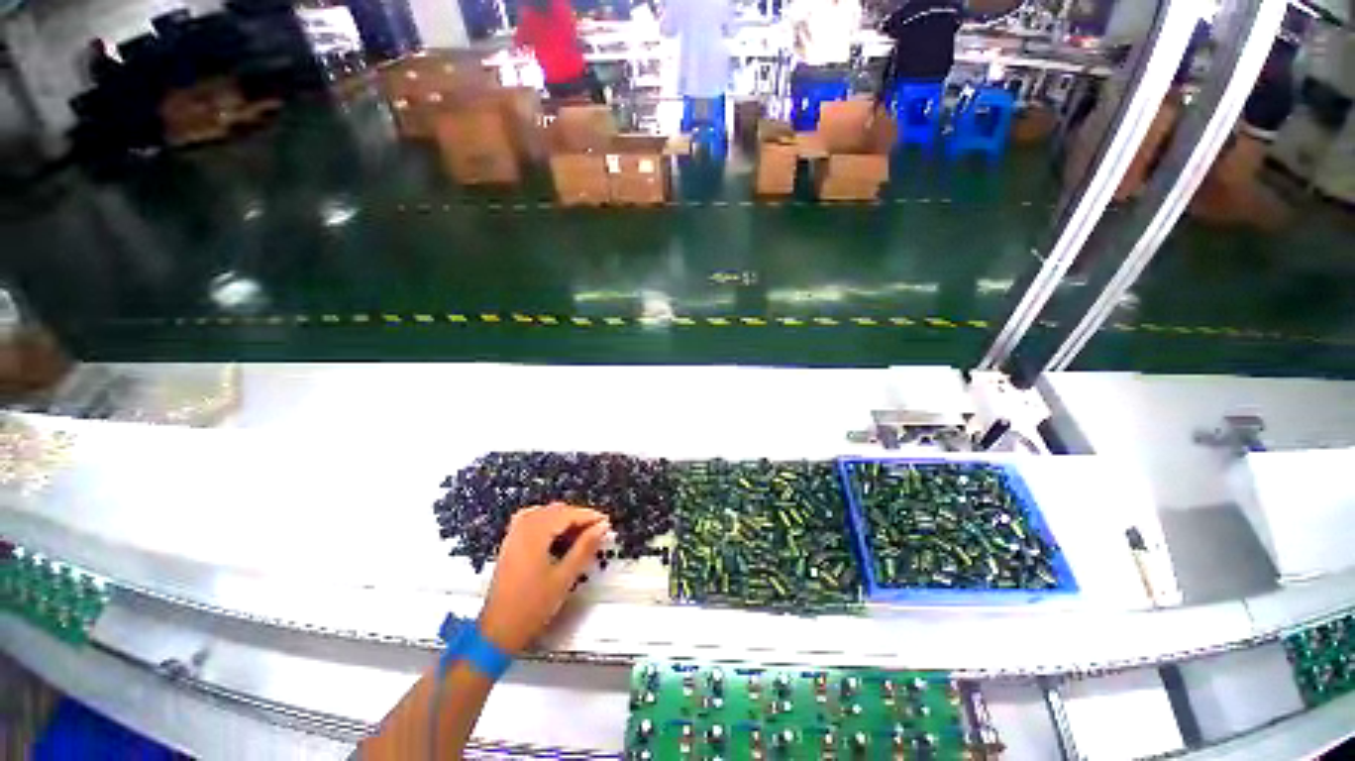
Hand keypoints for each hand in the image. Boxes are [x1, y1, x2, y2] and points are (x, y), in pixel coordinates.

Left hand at [477, 503, 609, 654]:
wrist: (498, 630)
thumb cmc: (531, 607)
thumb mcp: (565, 577)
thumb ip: (585, 547)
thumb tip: (602, 527)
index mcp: (535, 533)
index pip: (568, 514)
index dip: (590, 516)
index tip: (606, 522)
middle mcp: (523, 528)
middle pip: (557, 510)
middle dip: (578, 517)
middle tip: (597, 530)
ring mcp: (514, 534)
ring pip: (545, 513)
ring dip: (564, 519)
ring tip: (580, 533)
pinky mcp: (510, 542)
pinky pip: (532, 519)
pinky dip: (548, 521)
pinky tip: (557, 533)